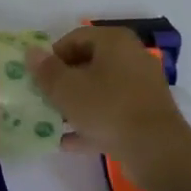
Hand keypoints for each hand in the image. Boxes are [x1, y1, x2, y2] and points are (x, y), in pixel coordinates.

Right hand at [28, 26, 190, 184]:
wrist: (158, 152)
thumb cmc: (108, 109)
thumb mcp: (67, 89)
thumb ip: (46, 70)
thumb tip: (32, 52)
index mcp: (114, 41)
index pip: (75, 38)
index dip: (52, 56)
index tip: (39, 77)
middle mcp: (132, 57)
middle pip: (88, 63)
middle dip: (63, 81)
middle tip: (44, 98)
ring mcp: (142, 87)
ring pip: (100, 90)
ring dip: (76, 104)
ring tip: (54, 121)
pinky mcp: (147, 115)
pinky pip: (113, 112)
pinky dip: (93, 122)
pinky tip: (70, 141)